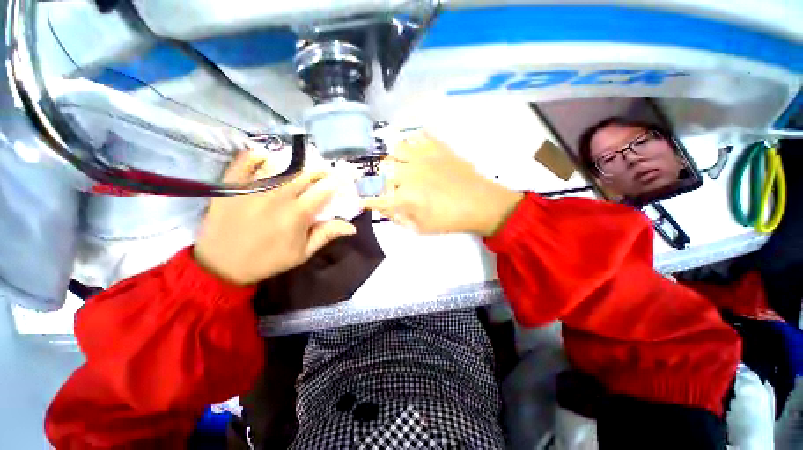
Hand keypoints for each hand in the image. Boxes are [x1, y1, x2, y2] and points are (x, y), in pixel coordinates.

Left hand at [194, 149, 356, 284]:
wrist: (221, 266)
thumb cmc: (268, 260)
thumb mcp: (302, 253)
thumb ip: (326, 235)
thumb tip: (352, 227)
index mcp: (297, 214)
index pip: (325, 189)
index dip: (339, 179)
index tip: (347, 174)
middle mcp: (277, 196)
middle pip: (305, 172)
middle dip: (320, 169)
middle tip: (324, 172)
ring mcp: (252, 187)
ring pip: (281, 163)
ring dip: (296, 162)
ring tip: (300, 166)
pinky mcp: (231, 185)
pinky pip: (246, 159)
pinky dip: (259, 155)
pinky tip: (267, 158)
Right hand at [364, 131, 522, 235]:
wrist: (481, 203)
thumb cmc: (450, 220)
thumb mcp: (421, 228)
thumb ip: (399, 218)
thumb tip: (385, 208)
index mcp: (405, 197)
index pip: (377, 198)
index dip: (368, 200)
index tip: (364, 201)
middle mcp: (409, 174)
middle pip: (384, 170)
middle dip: (383, 179)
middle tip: (392, 185)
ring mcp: (424, 157)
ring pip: (397, 148)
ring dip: (396, 159)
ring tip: (404, 166)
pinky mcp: (438, 147)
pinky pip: (419, 135)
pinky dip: (414, 142)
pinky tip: (418, 151)